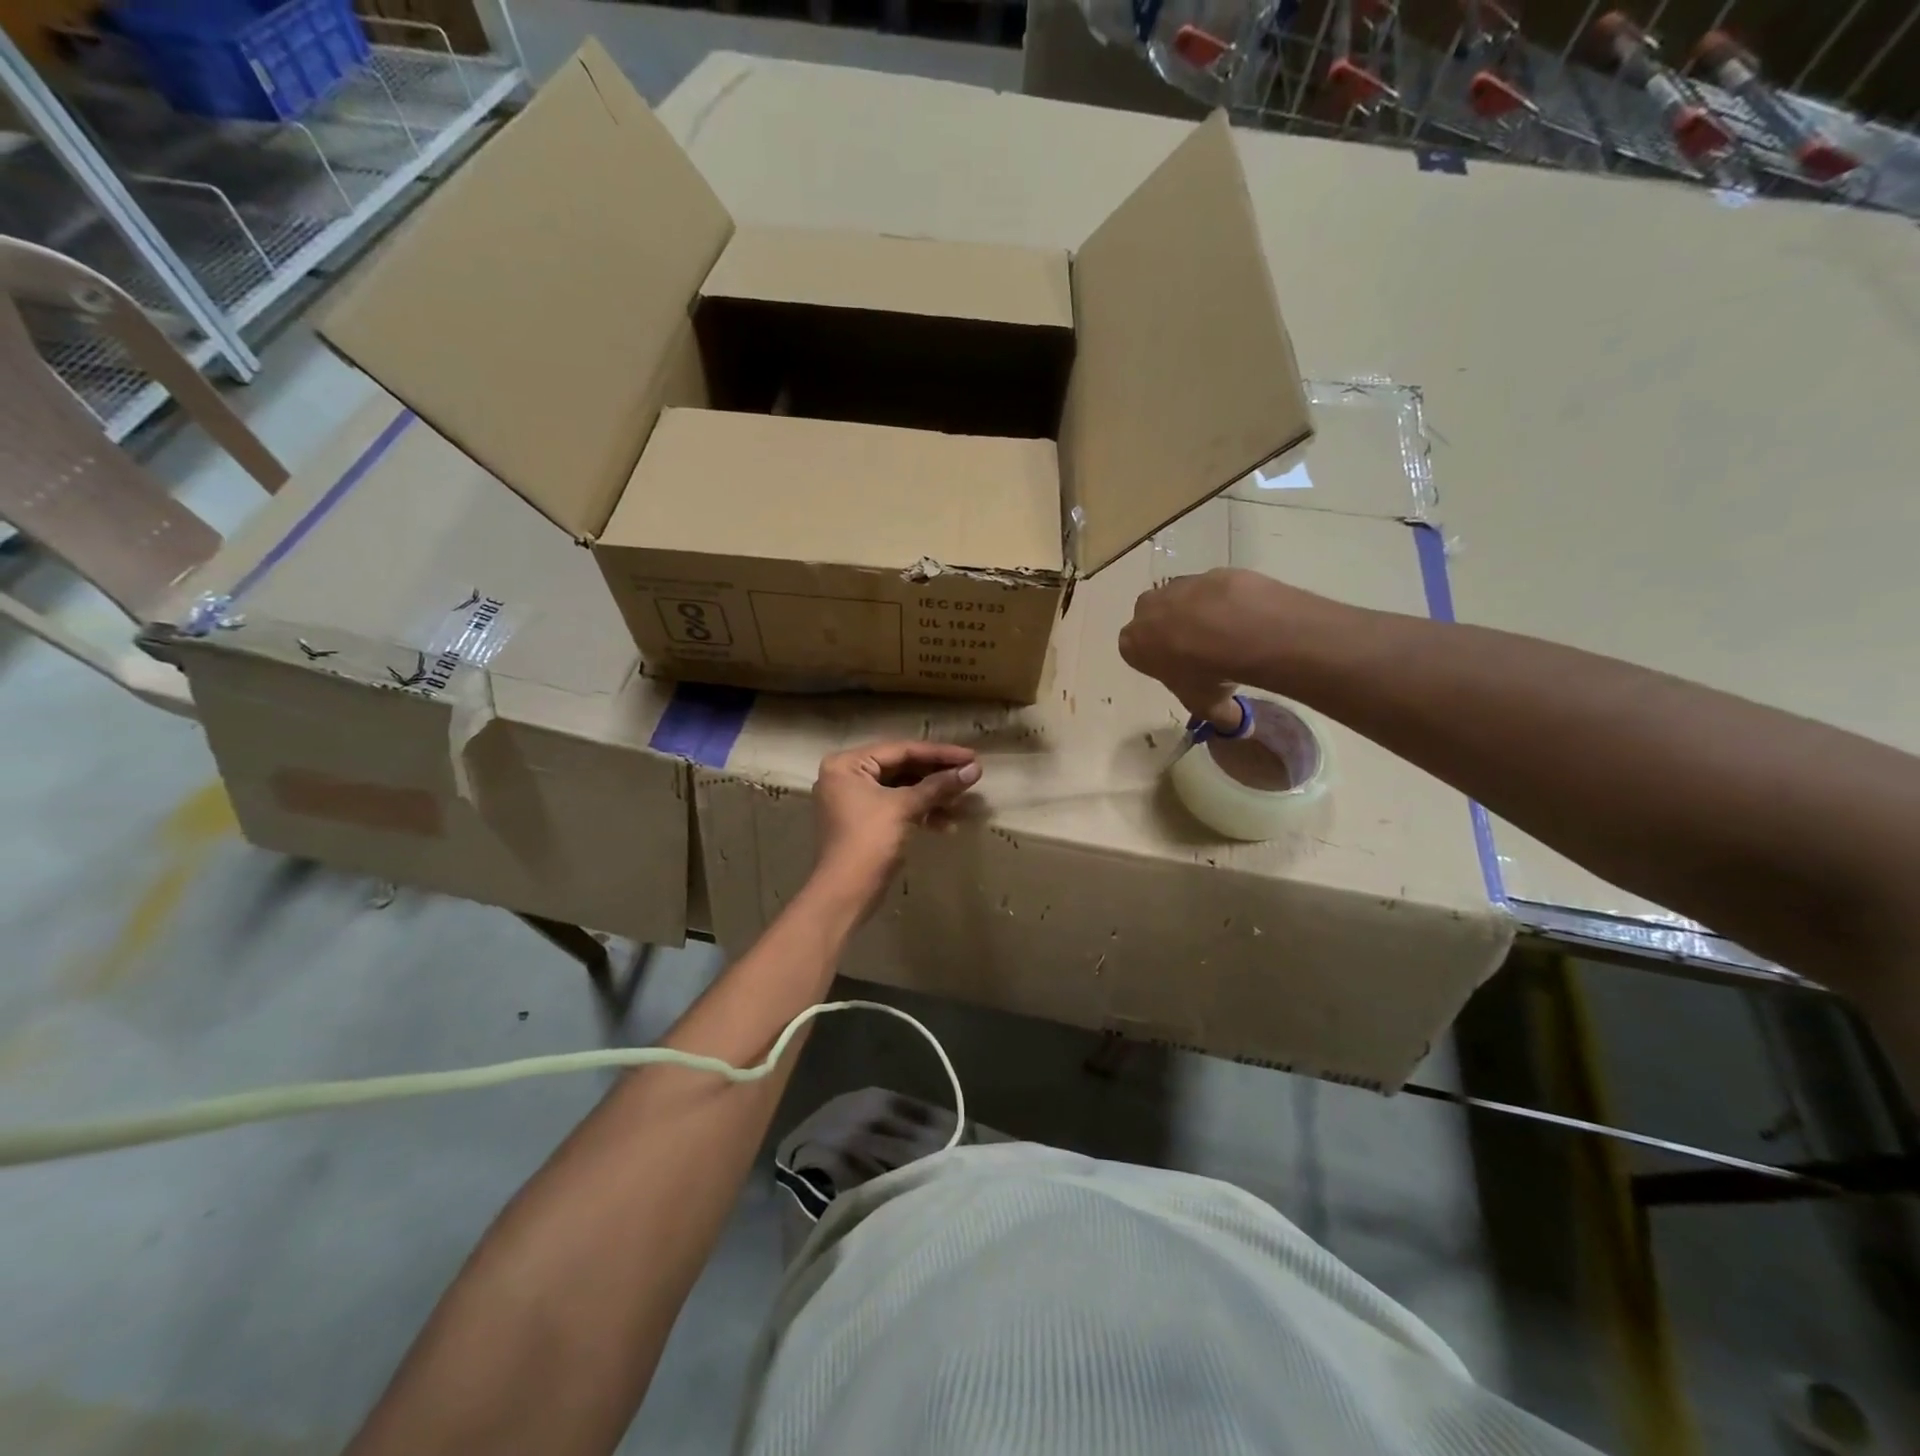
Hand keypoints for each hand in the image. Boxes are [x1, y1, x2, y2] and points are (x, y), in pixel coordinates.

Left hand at [812, 741, 982, 908]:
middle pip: (902, 767)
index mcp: (847, 764)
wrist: (845, 894)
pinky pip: (898, 806)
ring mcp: (855, 799)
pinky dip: (921, 812)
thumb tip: (974, 769)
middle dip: (937, 775)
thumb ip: (939, 785)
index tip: (971, 756)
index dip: (939, 753)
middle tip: (971, 775)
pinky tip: (947, 825)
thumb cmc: (869, 841)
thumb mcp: (904, 808)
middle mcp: (847, 775)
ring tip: (963, 802)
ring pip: (902, 788)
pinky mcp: (866, 821)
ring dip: (933, 796)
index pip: (900, 750)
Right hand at [1119, 568, 1292, 719]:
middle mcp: (1146, 610)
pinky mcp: (1207, 573)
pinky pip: (1213, 590)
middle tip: (1200, 652)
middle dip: (1171, 632)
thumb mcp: (1208, 706)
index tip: (1179, 672)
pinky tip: (1243, 618)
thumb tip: (1238, 727)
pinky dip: (1224, 602)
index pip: (1136, 652)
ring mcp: (1177, 587)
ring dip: (1197, 615)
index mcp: (1132, 643)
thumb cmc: (1206, 674)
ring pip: (1182, 601)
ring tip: (1227, 636)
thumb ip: (1219, 718)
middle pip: (1154, 620)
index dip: (1158, 662)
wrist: (1239, 629)